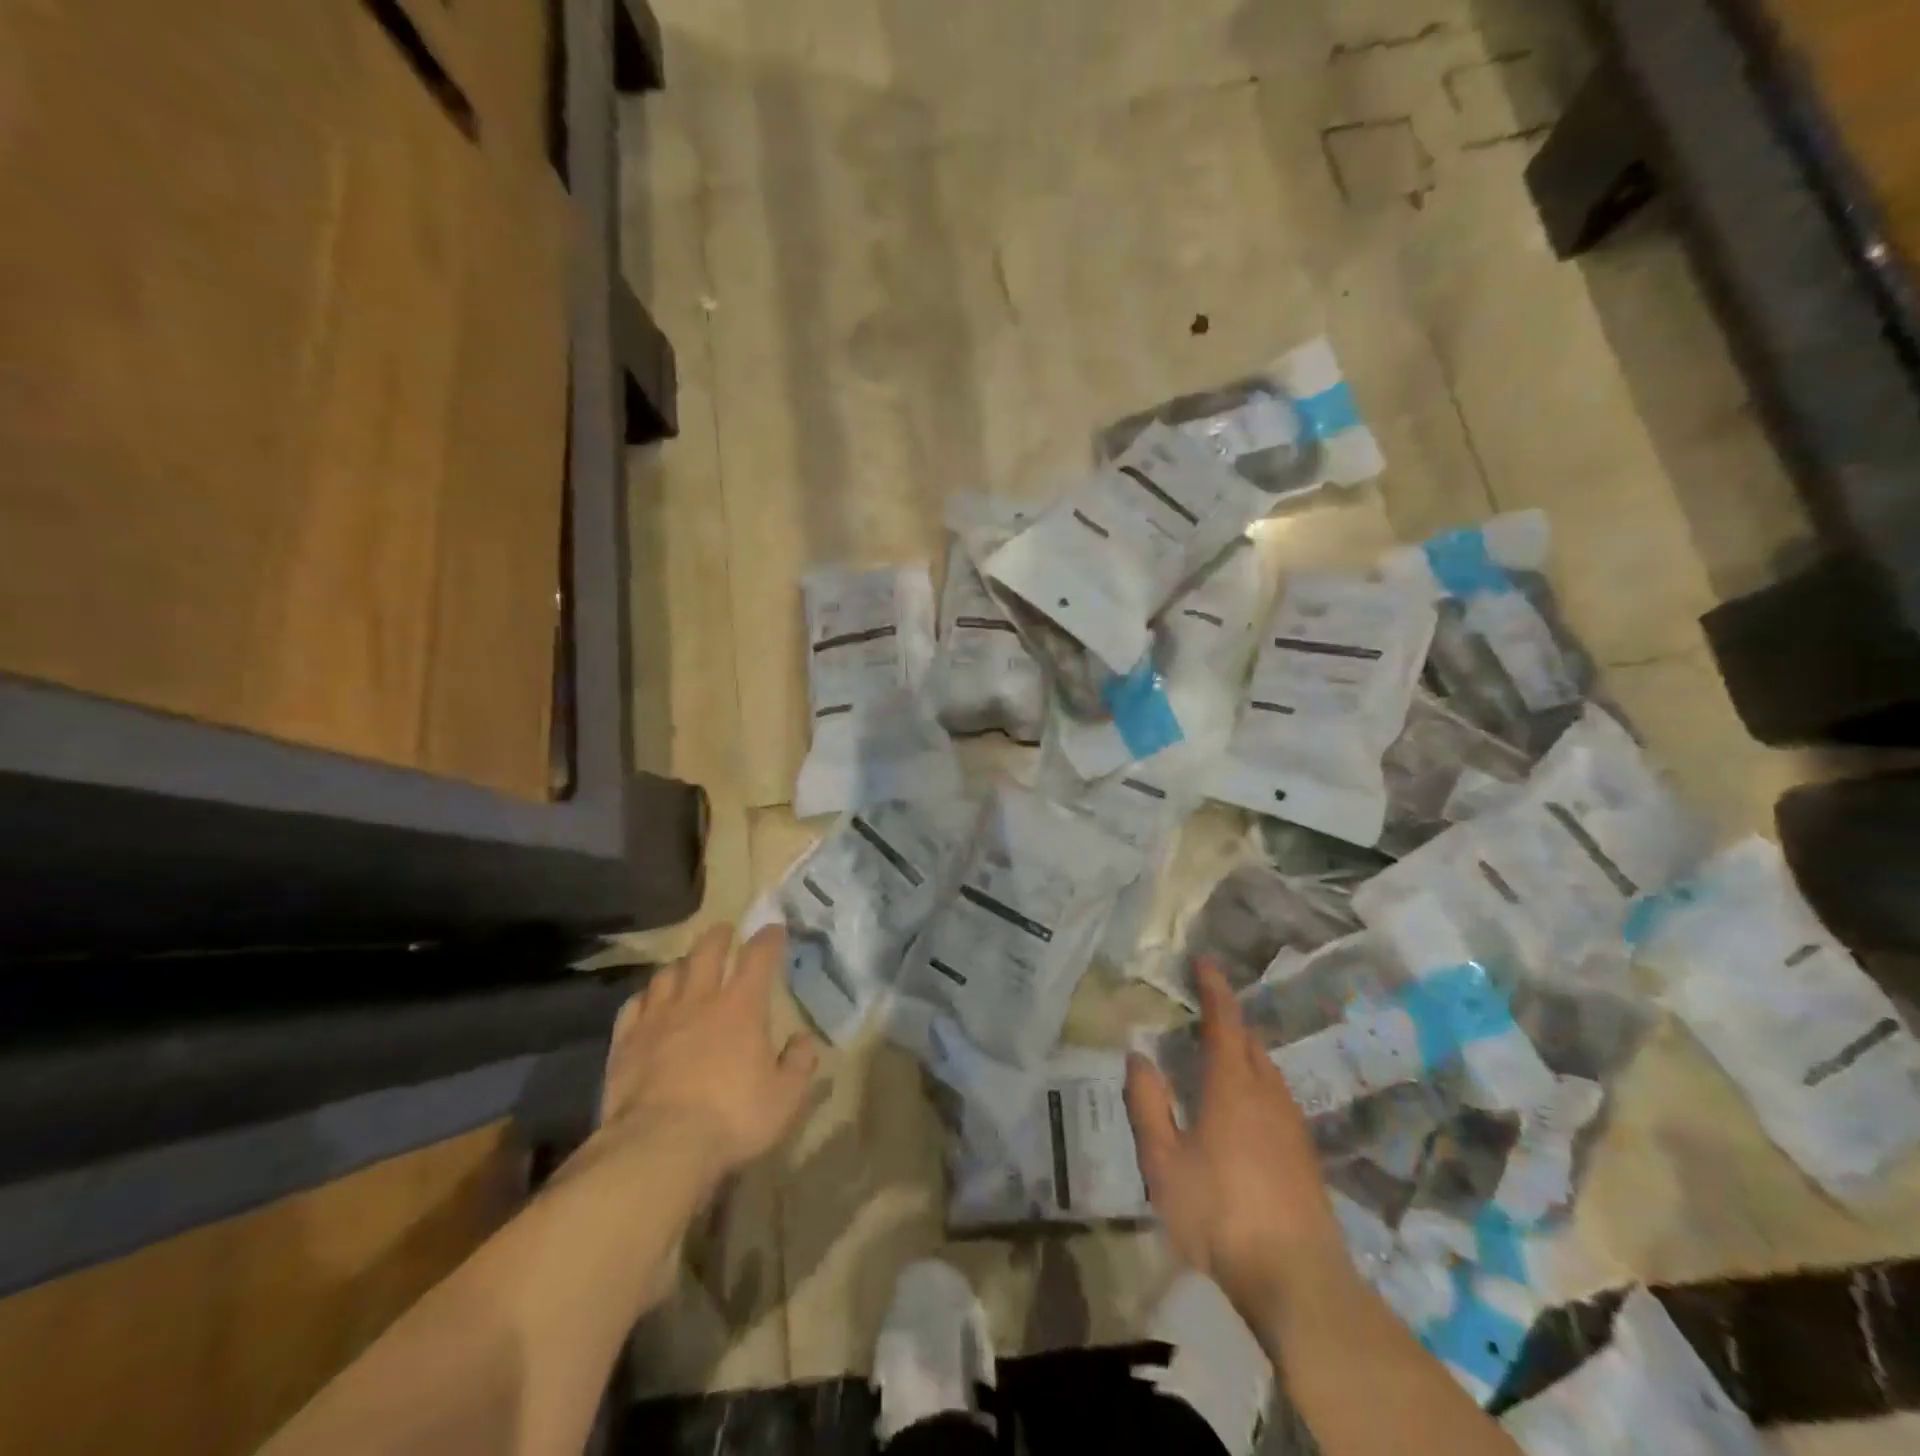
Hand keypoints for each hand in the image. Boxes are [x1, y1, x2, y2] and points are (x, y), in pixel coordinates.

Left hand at [596, 924, 818, 1177]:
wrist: (659, 1147)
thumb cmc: (732, 1118)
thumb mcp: (785, 1098)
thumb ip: (799, 1064)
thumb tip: (804, 1040)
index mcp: (742, 1007)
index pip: (758, 956)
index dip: (768, 939)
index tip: (775, 929)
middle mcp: (699, 1000)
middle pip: (707, 951)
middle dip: (719, 936)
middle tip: (725, 931)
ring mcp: (658, 1018)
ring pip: (667, 973)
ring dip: (681, 964)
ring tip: (686, 966)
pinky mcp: (626, 1041)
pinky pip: (633, 1005)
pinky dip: (644, 997)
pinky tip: (647, 1002)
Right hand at [1125, 960, 1347, 1321]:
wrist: (1298, 1280)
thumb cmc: (1220, 1215)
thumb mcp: (1164, 1163)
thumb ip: (1147, 1104)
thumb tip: (1138, 1056)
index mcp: (1232, 1086)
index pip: (1224, 1021)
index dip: (1214, 988)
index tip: (1204, 962)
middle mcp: (1267, 1094)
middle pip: (1251, 1042)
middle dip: (1229, 1021)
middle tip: (1202, 1016)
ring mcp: (1292, 1125)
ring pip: (1268, 1070)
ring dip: (1244, 1054)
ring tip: (1218, 1061)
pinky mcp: (1304, 1154)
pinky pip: (1277, 1098)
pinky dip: (1257, 1085)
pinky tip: (1243, 1113)